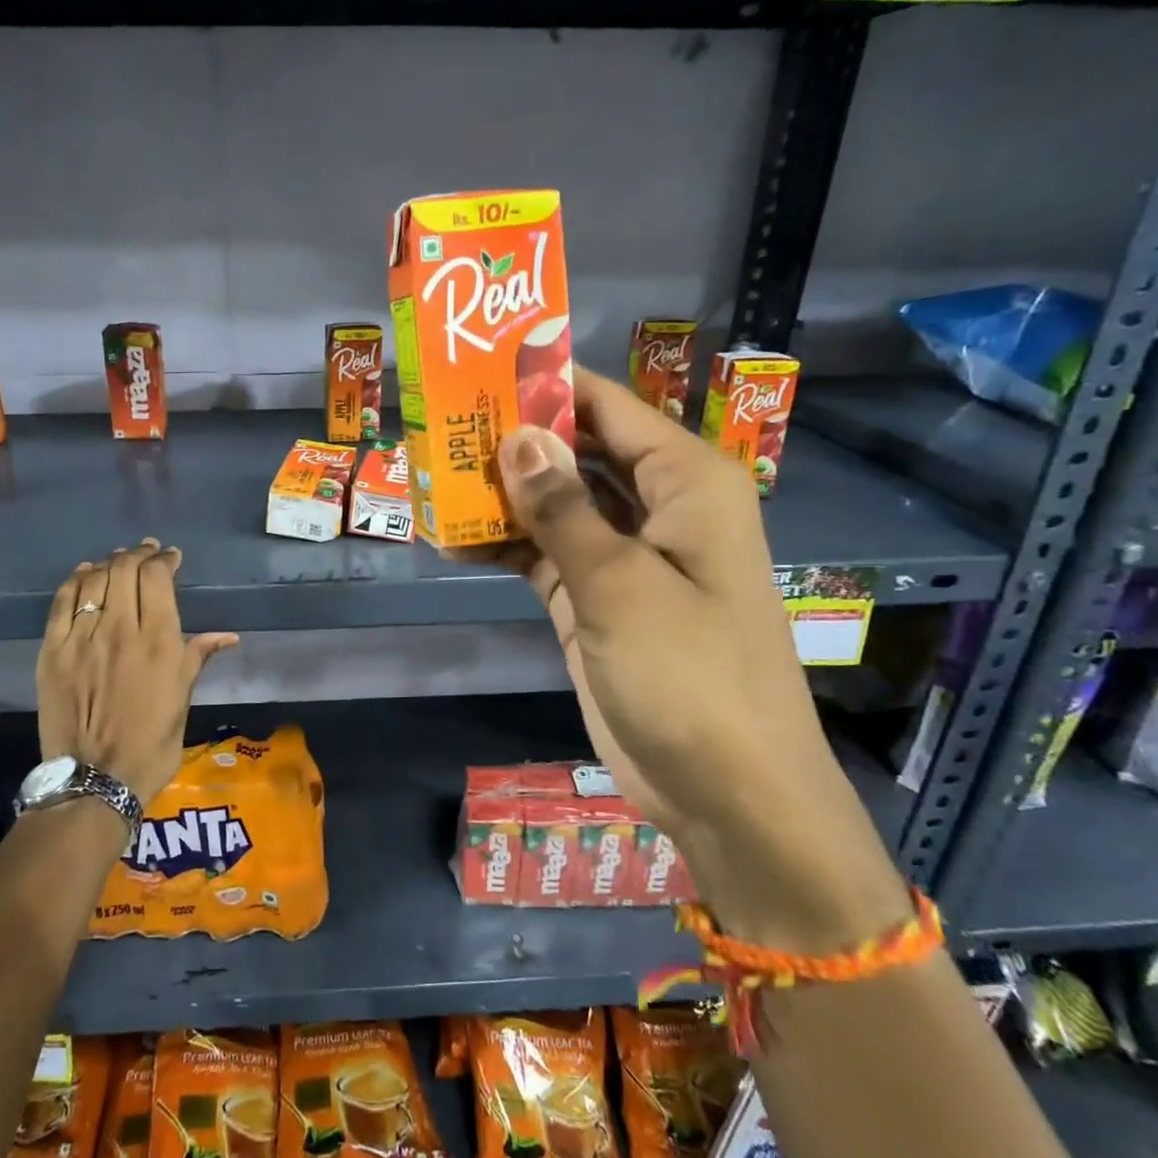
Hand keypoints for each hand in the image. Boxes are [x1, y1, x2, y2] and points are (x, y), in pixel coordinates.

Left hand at [36, 539, 238, 804]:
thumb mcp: (183, 699)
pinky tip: (84, 573)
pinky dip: (75, 581)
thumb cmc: (151, 743)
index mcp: (158, 641)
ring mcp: (81, 639)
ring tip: (119, 561)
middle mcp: (119, 629)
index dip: (164, 560)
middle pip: (124, 570)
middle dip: (138, 554)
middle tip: (146, 553)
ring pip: (93, 580)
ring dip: (109, 563)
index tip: (171, 558)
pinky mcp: (52, 652)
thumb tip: (227, 636)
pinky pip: (61, 603)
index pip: (157, 578)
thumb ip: (197, 658)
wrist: (96, 779)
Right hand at [493, 367, 908, 951]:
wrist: (726, 790)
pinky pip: (543, 553)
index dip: (547, 385)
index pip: (608, 407)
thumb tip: (516, 435)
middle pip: (577, 451)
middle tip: (440, 421)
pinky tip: (451, 537)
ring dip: (501, 494)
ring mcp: (622, 556)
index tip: (479, 367)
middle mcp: (657, 507)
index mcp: (686, 481)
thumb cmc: (690, 673)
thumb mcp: (620, 584)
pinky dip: (504, 545)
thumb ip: (563, 509)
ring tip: (431, 473)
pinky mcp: (595, 598)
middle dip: (514, 439)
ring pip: (555, 503)